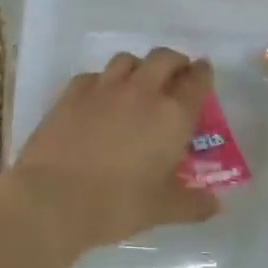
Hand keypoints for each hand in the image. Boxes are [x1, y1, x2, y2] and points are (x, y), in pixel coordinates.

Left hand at [11, 48, 220, 252]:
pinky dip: (103, 80)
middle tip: (176, 75)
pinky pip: (93, 75)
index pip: (196, 81)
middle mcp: (141, 92)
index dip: (202, 74)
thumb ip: (192, 204)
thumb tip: (214, 204)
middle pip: (163, 58)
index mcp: (172, 116)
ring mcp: (103, 88)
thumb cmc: (117, 204)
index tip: (203, 73)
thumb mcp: (162, 209)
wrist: (53, 198)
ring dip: (139, 66)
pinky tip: (100, 98)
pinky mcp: (71, 94)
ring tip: (138, 83)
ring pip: (127, 59)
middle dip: (174, 62)